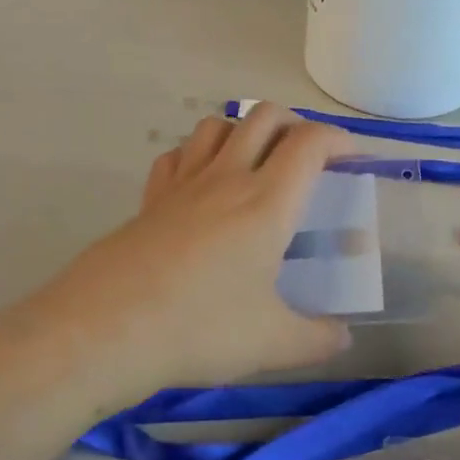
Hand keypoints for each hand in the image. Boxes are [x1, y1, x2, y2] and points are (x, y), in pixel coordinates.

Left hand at [17, 104, 355, 392]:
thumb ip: (317, 339)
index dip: (338, 139)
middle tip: (308, 159)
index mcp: (267, 202)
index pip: (309, 142)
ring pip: (216, 125)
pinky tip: (200, 184)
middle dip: (295, 124)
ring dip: (244, 130)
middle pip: (264, 116)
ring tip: (255, 164)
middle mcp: (227, 178)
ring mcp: (183, 183)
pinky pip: (177, 155)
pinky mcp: (150, 198)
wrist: (107, 329)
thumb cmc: (200, 328)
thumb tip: (344, 339)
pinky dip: (196, 154)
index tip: (352, 159)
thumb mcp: (272, 343)